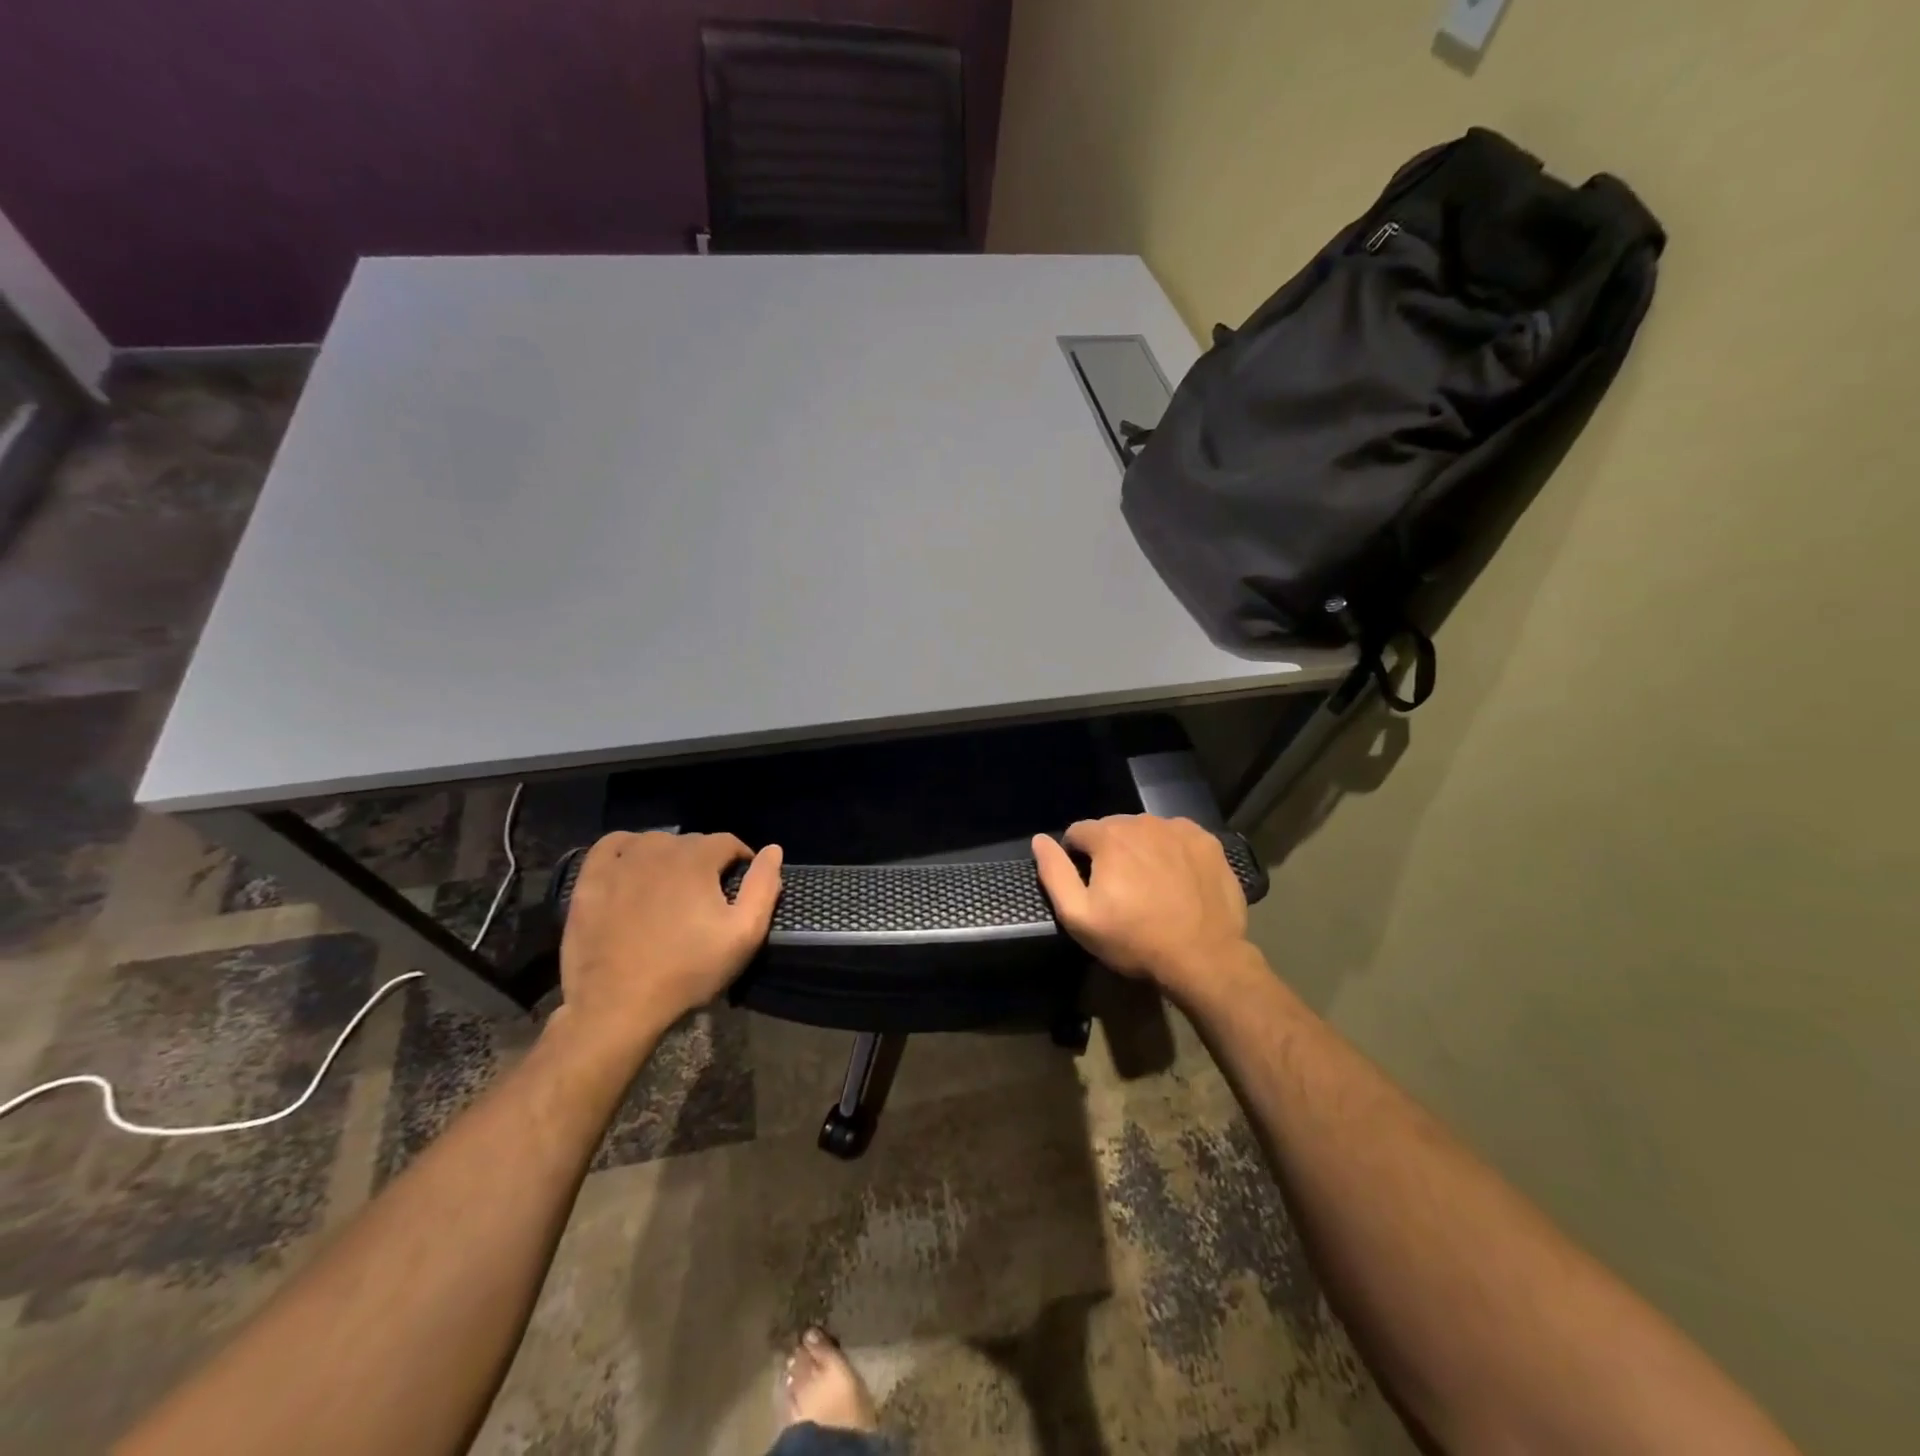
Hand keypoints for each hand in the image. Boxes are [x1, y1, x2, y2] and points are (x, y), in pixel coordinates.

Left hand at [555, 831, 782, 1062]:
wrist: (617, 1006)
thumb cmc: (687, 971)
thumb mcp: (743, 935)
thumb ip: (763, 887)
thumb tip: (773, 850)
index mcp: (696, 858)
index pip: (728, 842)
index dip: (740, 861)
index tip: (740, 886)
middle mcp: (658, 848)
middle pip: (691, 842)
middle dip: (706, 862)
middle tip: (707, 897)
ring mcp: (619, 862)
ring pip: (654, 842)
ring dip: (669, 857)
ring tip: (672, 888)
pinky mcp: (590, 880)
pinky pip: (612, 846)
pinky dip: (627, 850)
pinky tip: (633, 869)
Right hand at [1032, 815, 1249, 995]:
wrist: (1204, 958)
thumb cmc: (1134, 940)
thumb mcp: (1079, 916)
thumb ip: (1054, 873)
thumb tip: (1039, 840)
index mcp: (1108, 837)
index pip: (1078, 832)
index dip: (1077, 858)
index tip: (1089, 886)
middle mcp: (1142, 822)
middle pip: (1113, 829)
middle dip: (1109, 852)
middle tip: (1120, 889)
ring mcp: (1179, 829)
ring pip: (1146, 831)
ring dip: (1141, 850)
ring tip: (1150, 886)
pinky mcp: (1207, 841)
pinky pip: (1177, 837)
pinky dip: (1172, 851)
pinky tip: (1177, 880)